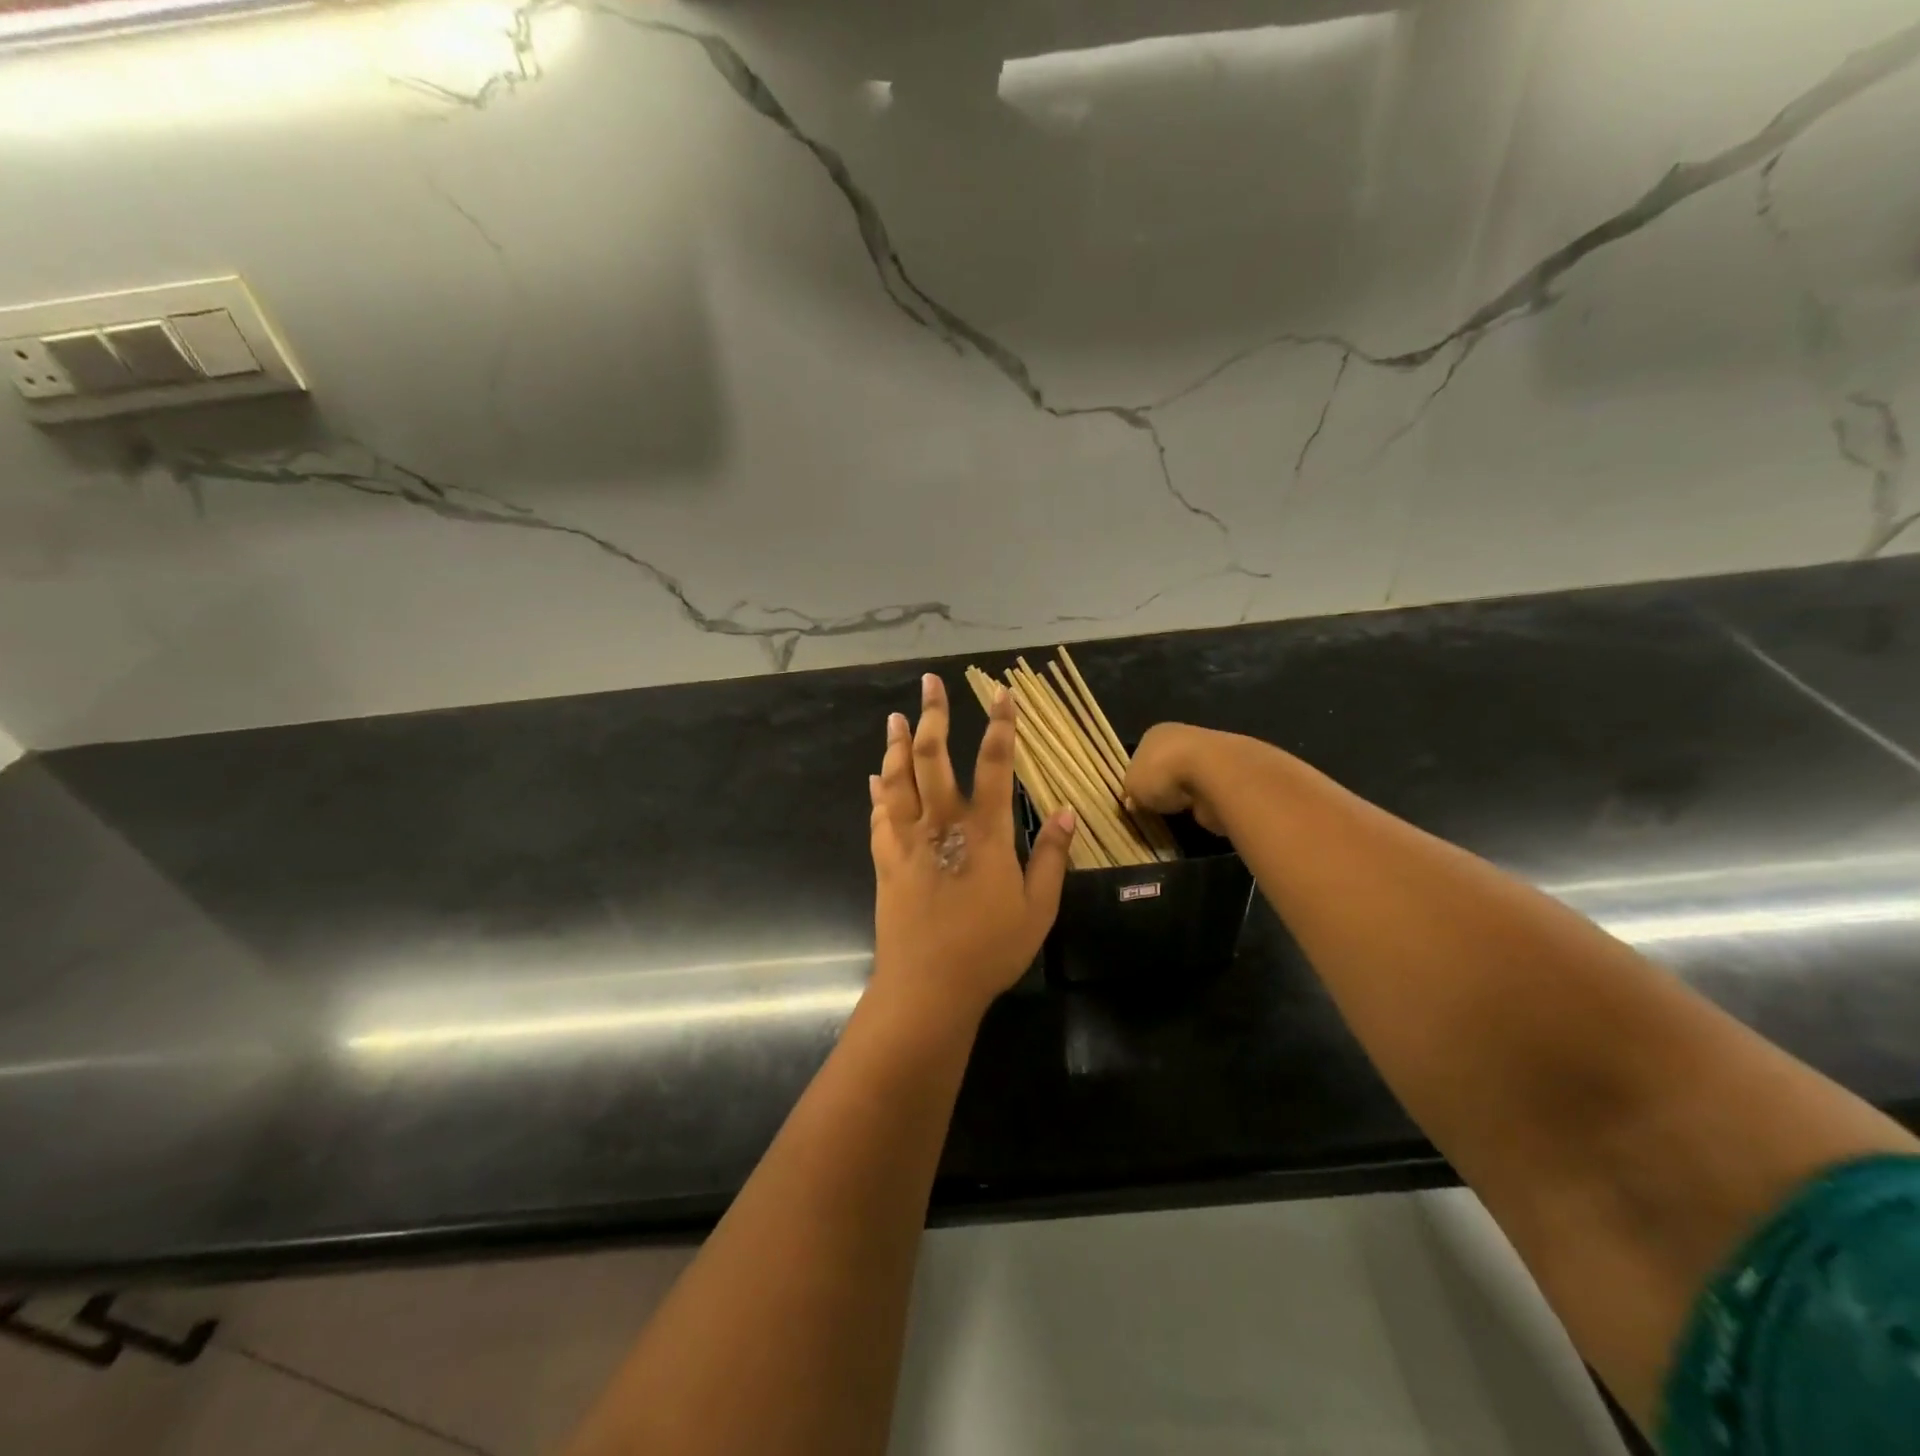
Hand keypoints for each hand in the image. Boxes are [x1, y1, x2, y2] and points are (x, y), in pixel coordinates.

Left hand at [868, 674, 1077, 1024]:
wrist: (928, 987)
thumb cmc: (989, 950)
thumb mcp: (1037, 909)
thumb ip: (1051, 857)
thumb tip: (1068, 811)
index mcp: (984, 833)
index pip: (994, 765)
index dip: (1000, 725)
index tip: (1001, 694)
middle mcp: (942, 825)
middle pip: (934, 758)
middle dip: (933, 716)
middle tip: (930, 685)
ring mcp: (908, 840)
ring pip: (898, 779)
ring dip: (897, 745)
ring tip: (897, 717)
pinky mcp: (885, 860)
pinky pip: (879, 815)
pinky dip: (878, 791)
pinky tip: (876, 777)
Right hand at [1124, 722, 1237, 834]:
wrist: (1215, 774)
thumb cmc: (1163, 773)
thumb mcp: (1132, 787)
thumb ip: (1131, 792)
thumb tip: (1133, 801)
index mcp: (1155, 734)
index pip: (1141, 755)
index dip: (1139, 777)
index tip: (1138, 798)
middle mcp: (1182, 736)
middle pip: (1167, 763)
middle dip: (1164, 784)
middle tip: (1158, 806)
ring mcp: (1210, 752)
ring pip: (1191, 775)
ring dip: (1187, 791)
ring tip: (1180, 810)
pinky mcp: (1232, 771)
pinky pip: (1210, 789)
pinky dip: (1206, 799)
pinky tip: (1201, 809)